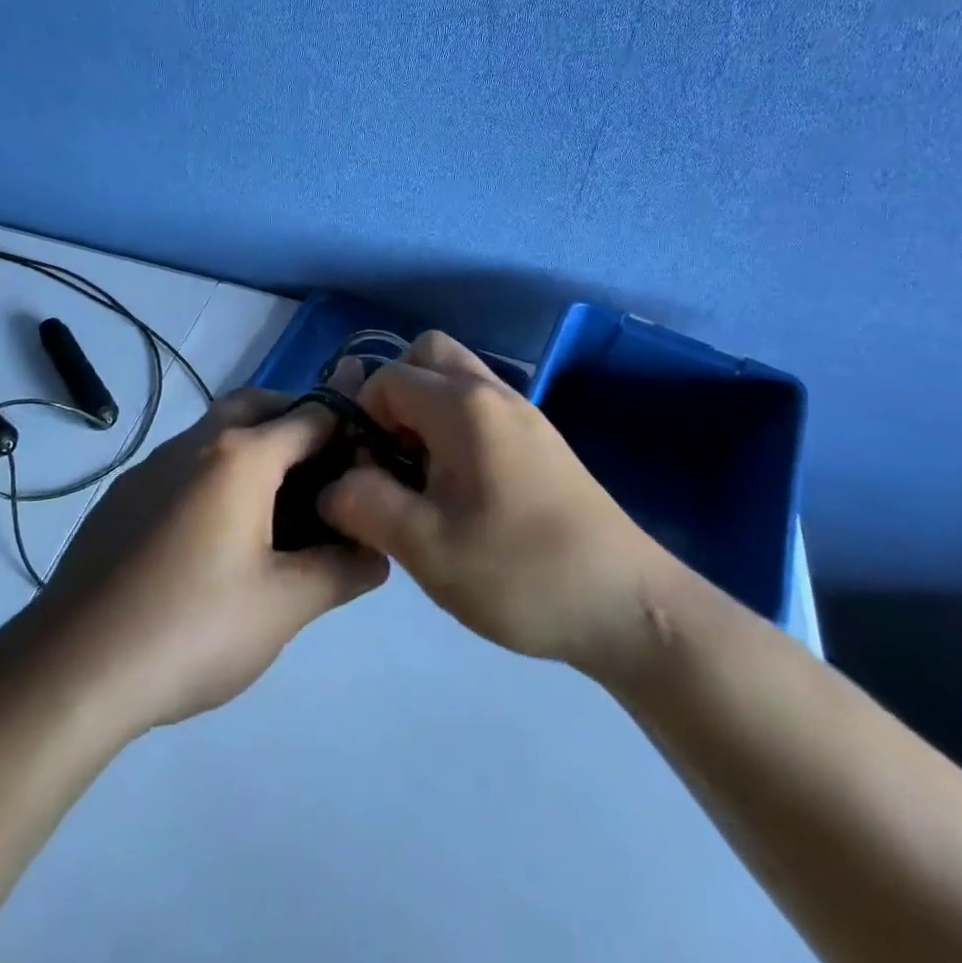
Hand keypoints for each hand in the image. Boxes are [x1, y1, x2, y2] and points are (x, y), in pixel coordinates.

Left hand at [29, 390, 388, 732]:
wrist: (76, 666)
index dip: (347, 433)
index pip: (311, 416)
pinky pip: (182, 463)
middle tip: (323, 471)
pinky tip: (213, 535)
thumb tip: (377, 552)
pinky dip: (213, 473)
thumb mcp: (285, 605)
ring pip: (214, 432)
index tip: (366, 466)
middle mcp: (194, 443)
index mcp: (240, 456)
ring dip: (251, 446)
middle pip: (257, 405)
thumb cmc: (194, 627)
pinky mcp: (123, 495)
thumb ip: (342, 570)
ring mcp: (150, 466)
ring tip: (276, 506)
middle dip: (295, 421)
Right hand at [318, 332, 677, 685]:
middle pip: (426, 354)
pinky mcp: (540, 440)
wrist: (630, 608)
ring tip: (421, 476)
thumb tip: (330, 485)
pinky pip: (480, 406)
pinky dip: (453, 426)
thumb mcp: (426, 548)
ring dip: (424, 411)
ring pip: (455, 378)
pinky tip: (459, 489)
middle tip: (392, 456)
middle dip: (393, 395)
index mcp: (463, 406)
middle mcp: (494, 392)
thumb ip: (364, 506)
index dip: (362, 418)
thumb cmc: (521, 572)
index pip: (387, 377)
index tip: (369, 473)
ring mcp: (524, 413)